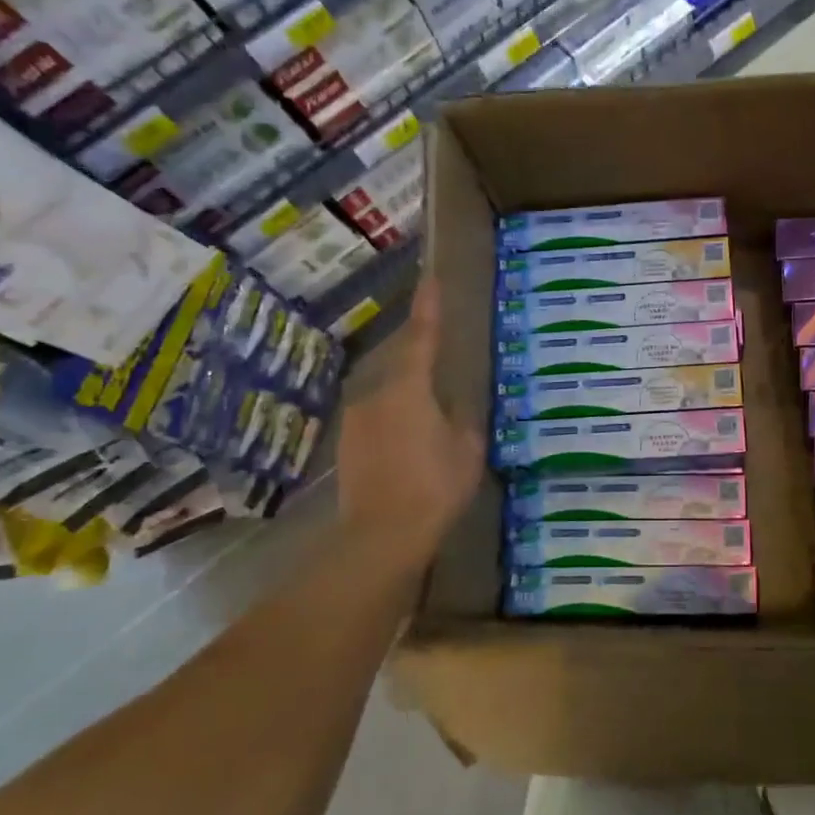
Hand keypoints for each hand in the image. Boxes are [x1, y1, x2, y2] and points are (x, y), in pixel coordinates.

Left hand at [334, 277, 483, 575]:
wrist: (381, 535)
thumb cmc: (434, 487)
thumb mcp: (466, 451)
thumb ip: (463, 421)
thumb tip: (457, 408)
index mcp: (409, 388)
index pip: (422, 337)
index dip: (429, 307)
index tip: (431, 279)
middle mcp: (376, 393)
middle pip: (401, 361)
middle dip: (419, 352)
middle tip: (440, 349)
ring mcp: (357, 418)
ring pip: (387, 389)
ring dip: (407, 389)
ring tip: (430, 404)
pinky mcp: (348, 442)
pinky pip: (377, 414)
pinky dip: (395, 415)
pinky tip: (411, 436)